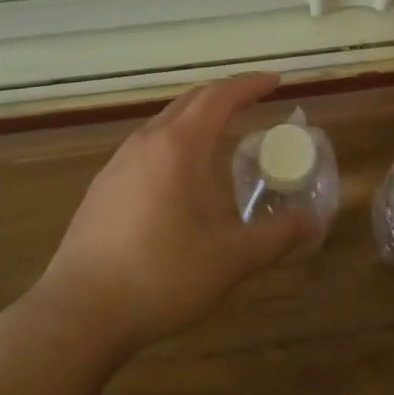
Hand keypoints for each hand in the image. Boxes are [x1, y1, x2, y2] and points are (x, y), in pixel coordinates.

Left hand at [27, 73, 311, 354]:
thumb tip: (313, 222)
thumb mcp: (231, 259)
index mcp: (180, 146)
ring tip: (221, 132)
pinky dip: (175, 139)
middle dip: (225, 94)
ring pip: (165, 121)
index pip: (220, 96)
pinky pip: (147, 144)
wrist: (79, 313)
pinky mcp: (103, 186)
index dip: (250, 85)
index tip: (276, 81)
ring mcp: (119, 162)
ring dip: (197, 116)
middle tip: (254, 101)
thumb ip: (276, 236)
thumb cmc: (162, 276)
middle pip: (191, 100)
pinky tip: (180, 174)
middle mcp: (147, 141)